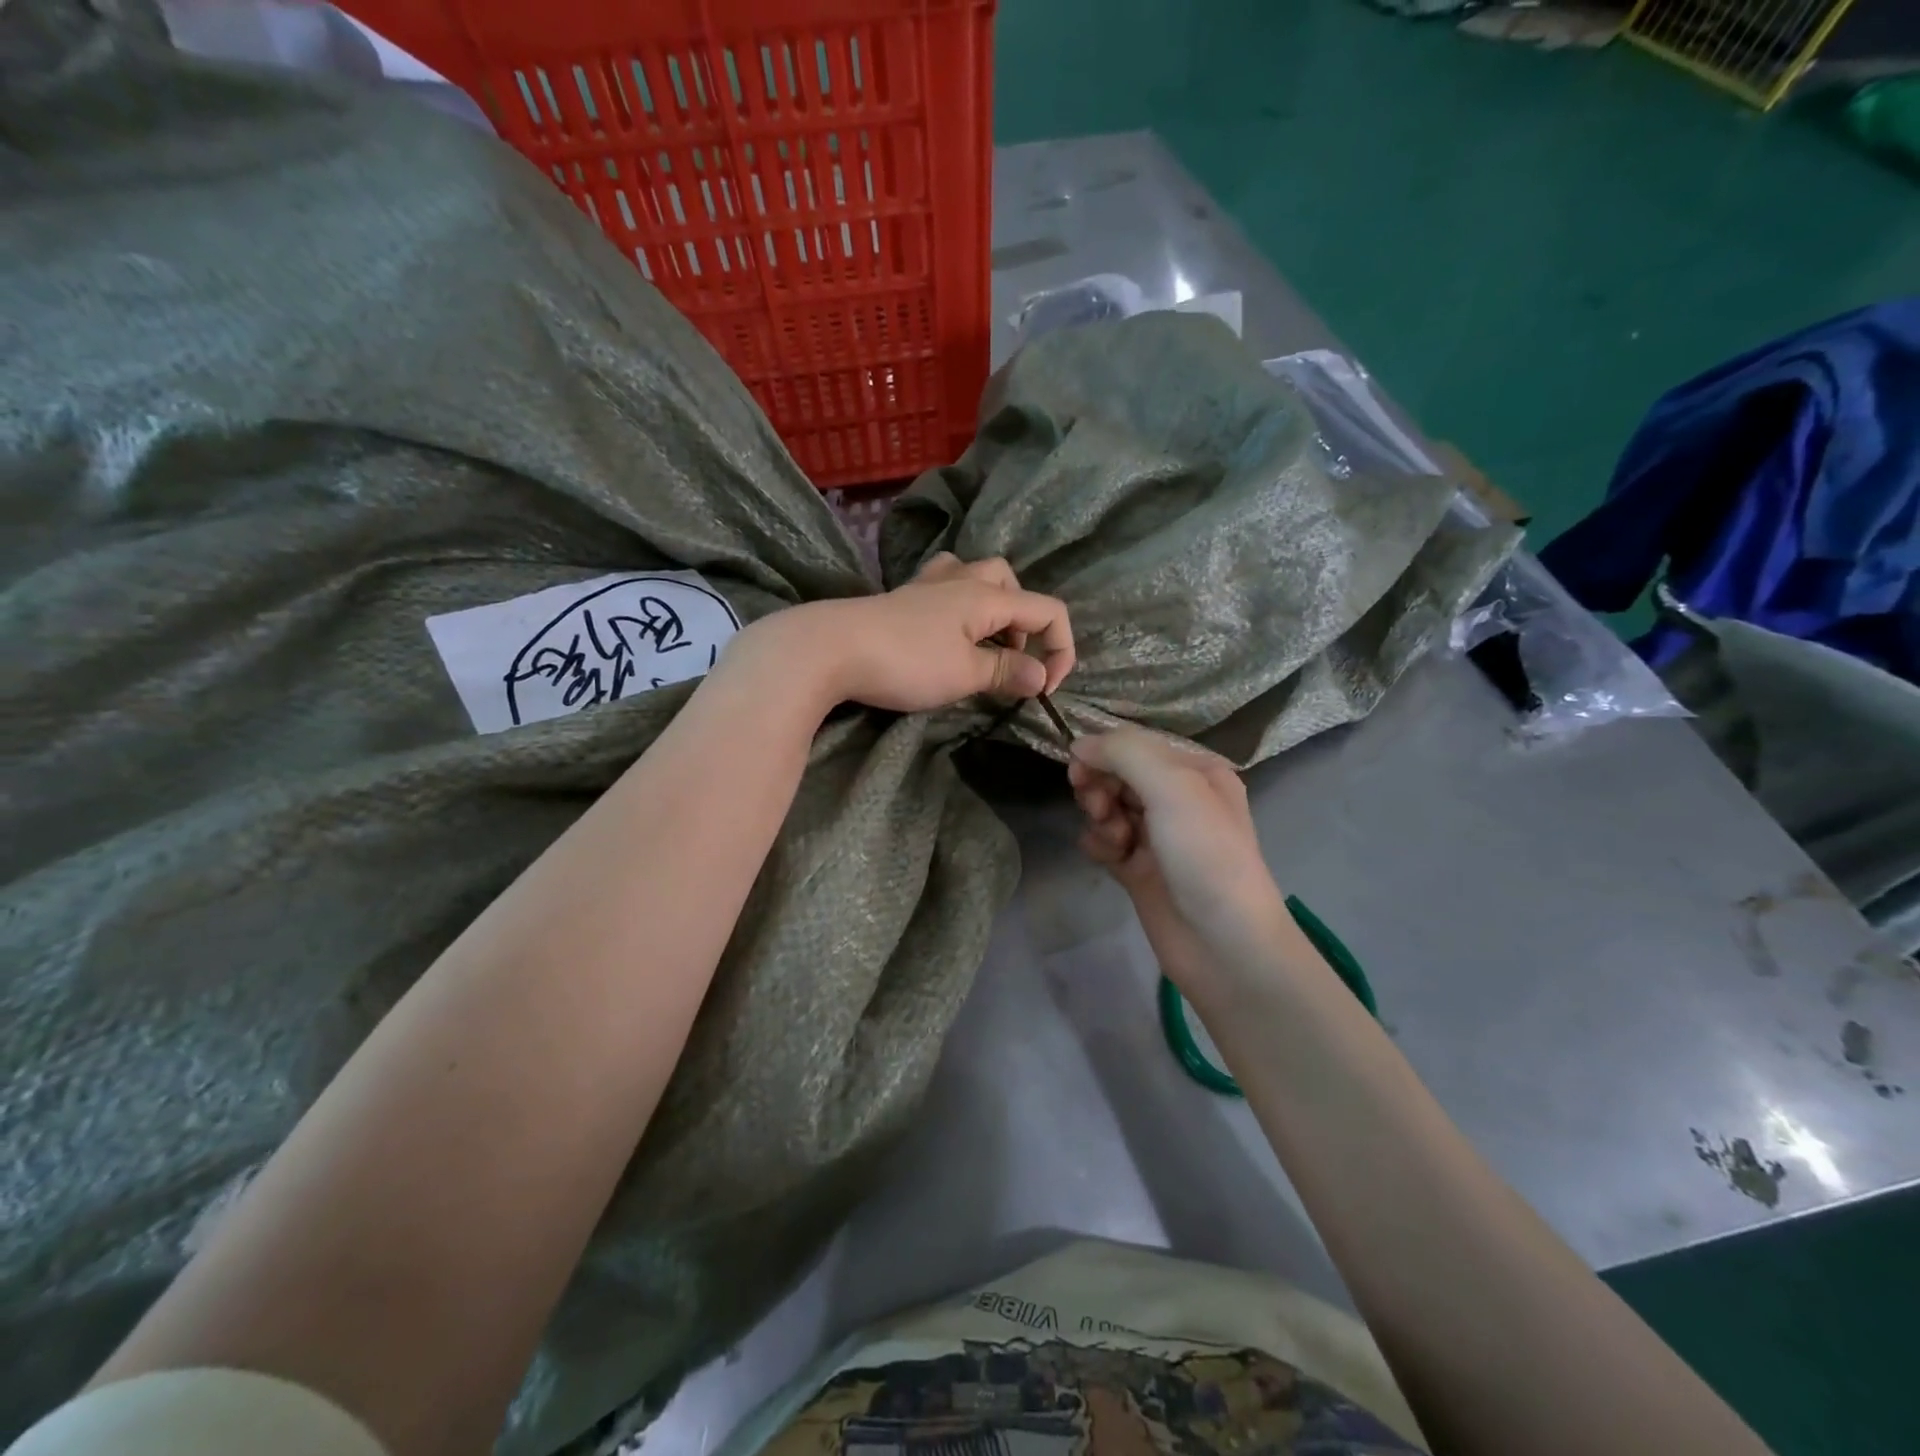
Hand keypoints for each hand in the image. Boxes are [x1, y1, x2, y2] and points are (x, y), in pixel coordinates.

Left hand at [752, 554, 1073, 714]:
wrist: (830, 649)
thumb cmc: (906, 662)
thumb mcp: (965, 674)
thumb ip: (1007, 672)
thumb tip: (1040, 676)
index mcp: (987, 596)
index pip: (1048, 611)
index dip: (1061, 650)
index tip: (1044, 691)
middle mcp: (962, 579)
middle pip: (1012, 584)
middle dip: (1025, 623)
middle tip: (1009, 660)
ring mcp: (928, 585)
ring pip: (977, 578)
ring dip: (992, 609)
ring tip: (981, 645)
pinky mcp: (902, 598)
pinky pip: (945, 587)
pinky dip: (959, 607)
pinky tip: (945, 634)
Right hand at [1068, 727, 1293, 1001]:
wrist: (1225, 945)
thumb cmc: (1206, 855)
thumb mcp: (1173, 787)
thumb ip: (1125, 753)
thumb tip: (1079, 744)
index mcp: (1196, 771)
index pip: (1136, 745)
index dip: (1103, 752)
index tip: (1078, 769)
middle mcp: (1178, 799)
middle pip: (1118, 774)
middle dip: (1100, 786)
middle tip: (1098, 807)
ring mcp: (1158, 836)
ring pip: (1108, 807)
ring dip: (1100, 817)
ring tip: (1115, 841)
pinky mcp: (1140, 869)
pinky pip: (1105, 842)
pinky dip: (1099, 845)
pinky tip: (1109, 859)